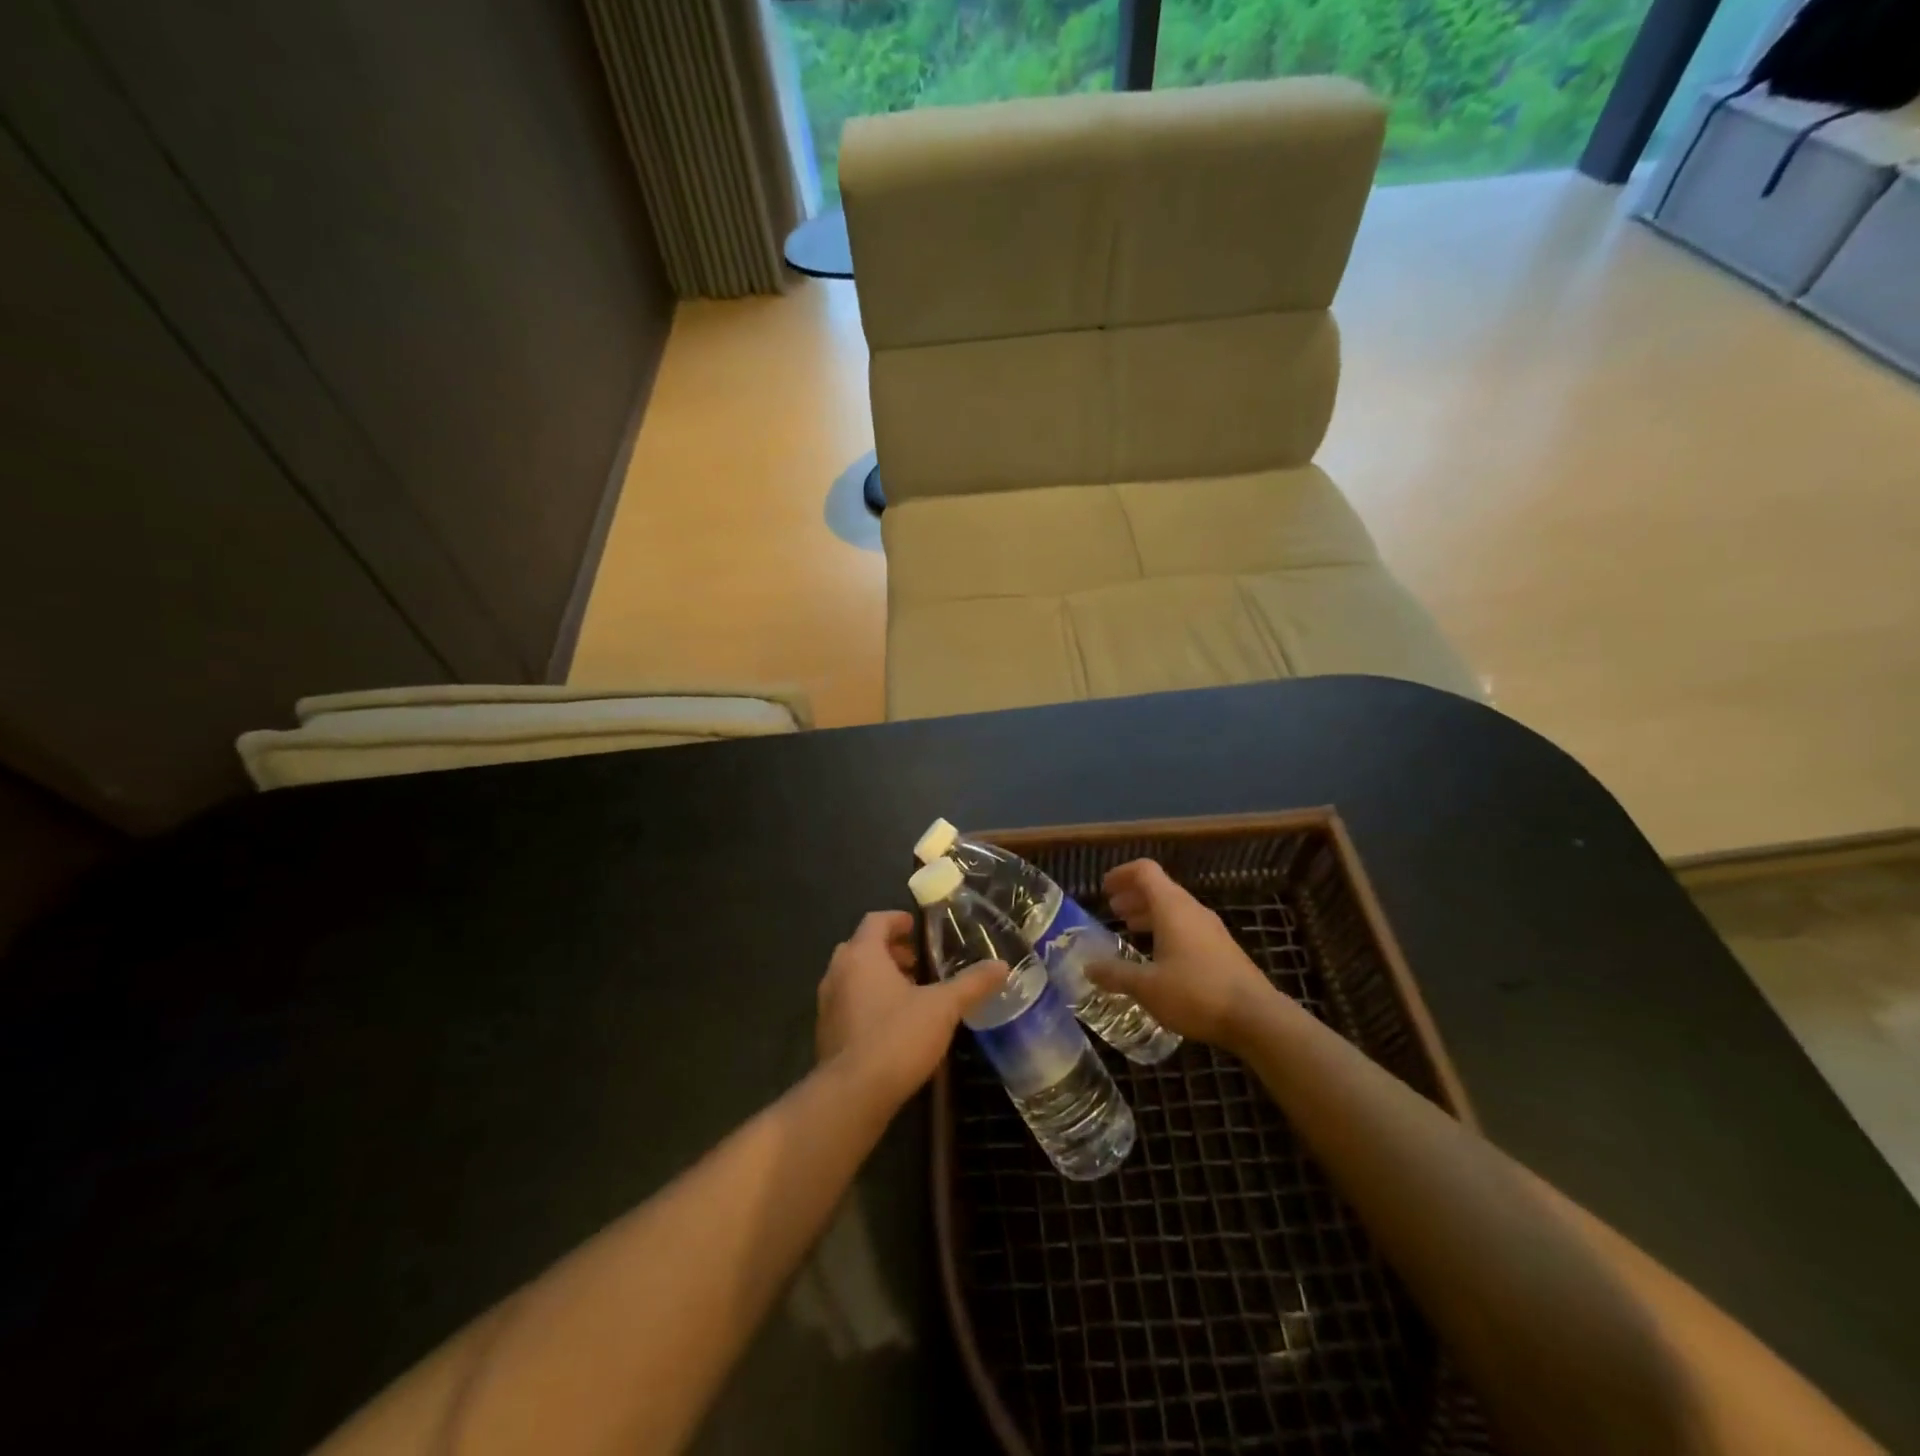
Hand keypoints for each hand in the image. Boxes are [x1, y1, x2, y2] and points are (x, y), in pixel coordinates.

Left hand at [815, 911, 1004, 1107]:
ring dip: (876, 977)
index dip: (897, 920)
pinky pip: (846, 1003)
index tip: (916, 927)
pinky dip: (866, 1001)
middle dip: (888, 950)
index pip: (876, 921)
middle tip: (916, 963)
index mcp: (862, 955)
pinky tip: (891, 1025)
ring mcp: (827, 1003)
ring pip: (851, 976)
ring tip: (908, 994)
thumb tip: (1002, 966)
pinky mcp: (825, 1033)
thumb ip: (971, 984)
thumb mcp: (943, 1008)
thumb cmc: (897, 1037)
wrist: (852, 1094)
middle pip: (861, 947)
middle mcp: (838, 972)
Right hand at [1086, 859, 1282, 1053]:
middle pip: (1159, 888)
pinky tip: (1158, 956)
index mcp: (1172, 907)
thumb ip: (1116, 974)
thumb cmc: (1196, 993)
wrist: (1256, 1017)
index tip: (1104, 888)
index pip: (1145, 871)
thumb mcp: (1147, 986)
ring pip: (1174, 908)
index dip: (1122, 874)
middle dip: (1133, 895)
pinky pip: (1187, 926)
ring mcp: (1211, 929)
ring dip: (1149, 913)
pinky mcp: (1222, 948)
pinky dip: (1166, 929)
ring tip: (1130, 929)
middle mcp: (1192, 910)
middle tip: (1112, 910)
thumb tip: (1088, 967)